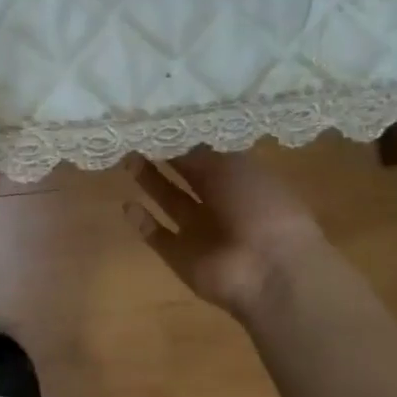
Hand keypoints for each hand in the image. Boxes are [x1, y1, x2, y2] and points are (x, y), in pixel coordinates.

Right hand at [125, 148, 324, 315]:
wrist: (269, 270)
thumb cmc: (260, 207)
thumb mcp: (233, 168)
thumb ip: (200, 156)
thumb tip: (177, 143)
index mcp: (242, 181)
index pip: (209, 157)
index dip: (185, 142)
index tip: (159, 126)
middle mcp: (221, 205)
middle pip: (187, 178)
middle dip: (165, 159)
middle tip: (136, 139)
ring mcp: (200, 233)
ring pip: (170, 202)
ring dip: (150, 182)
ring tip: (128, 159)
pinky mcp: (182, 257)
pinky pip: (158, 237)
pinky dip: (143, 222)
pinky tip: (127, 204)